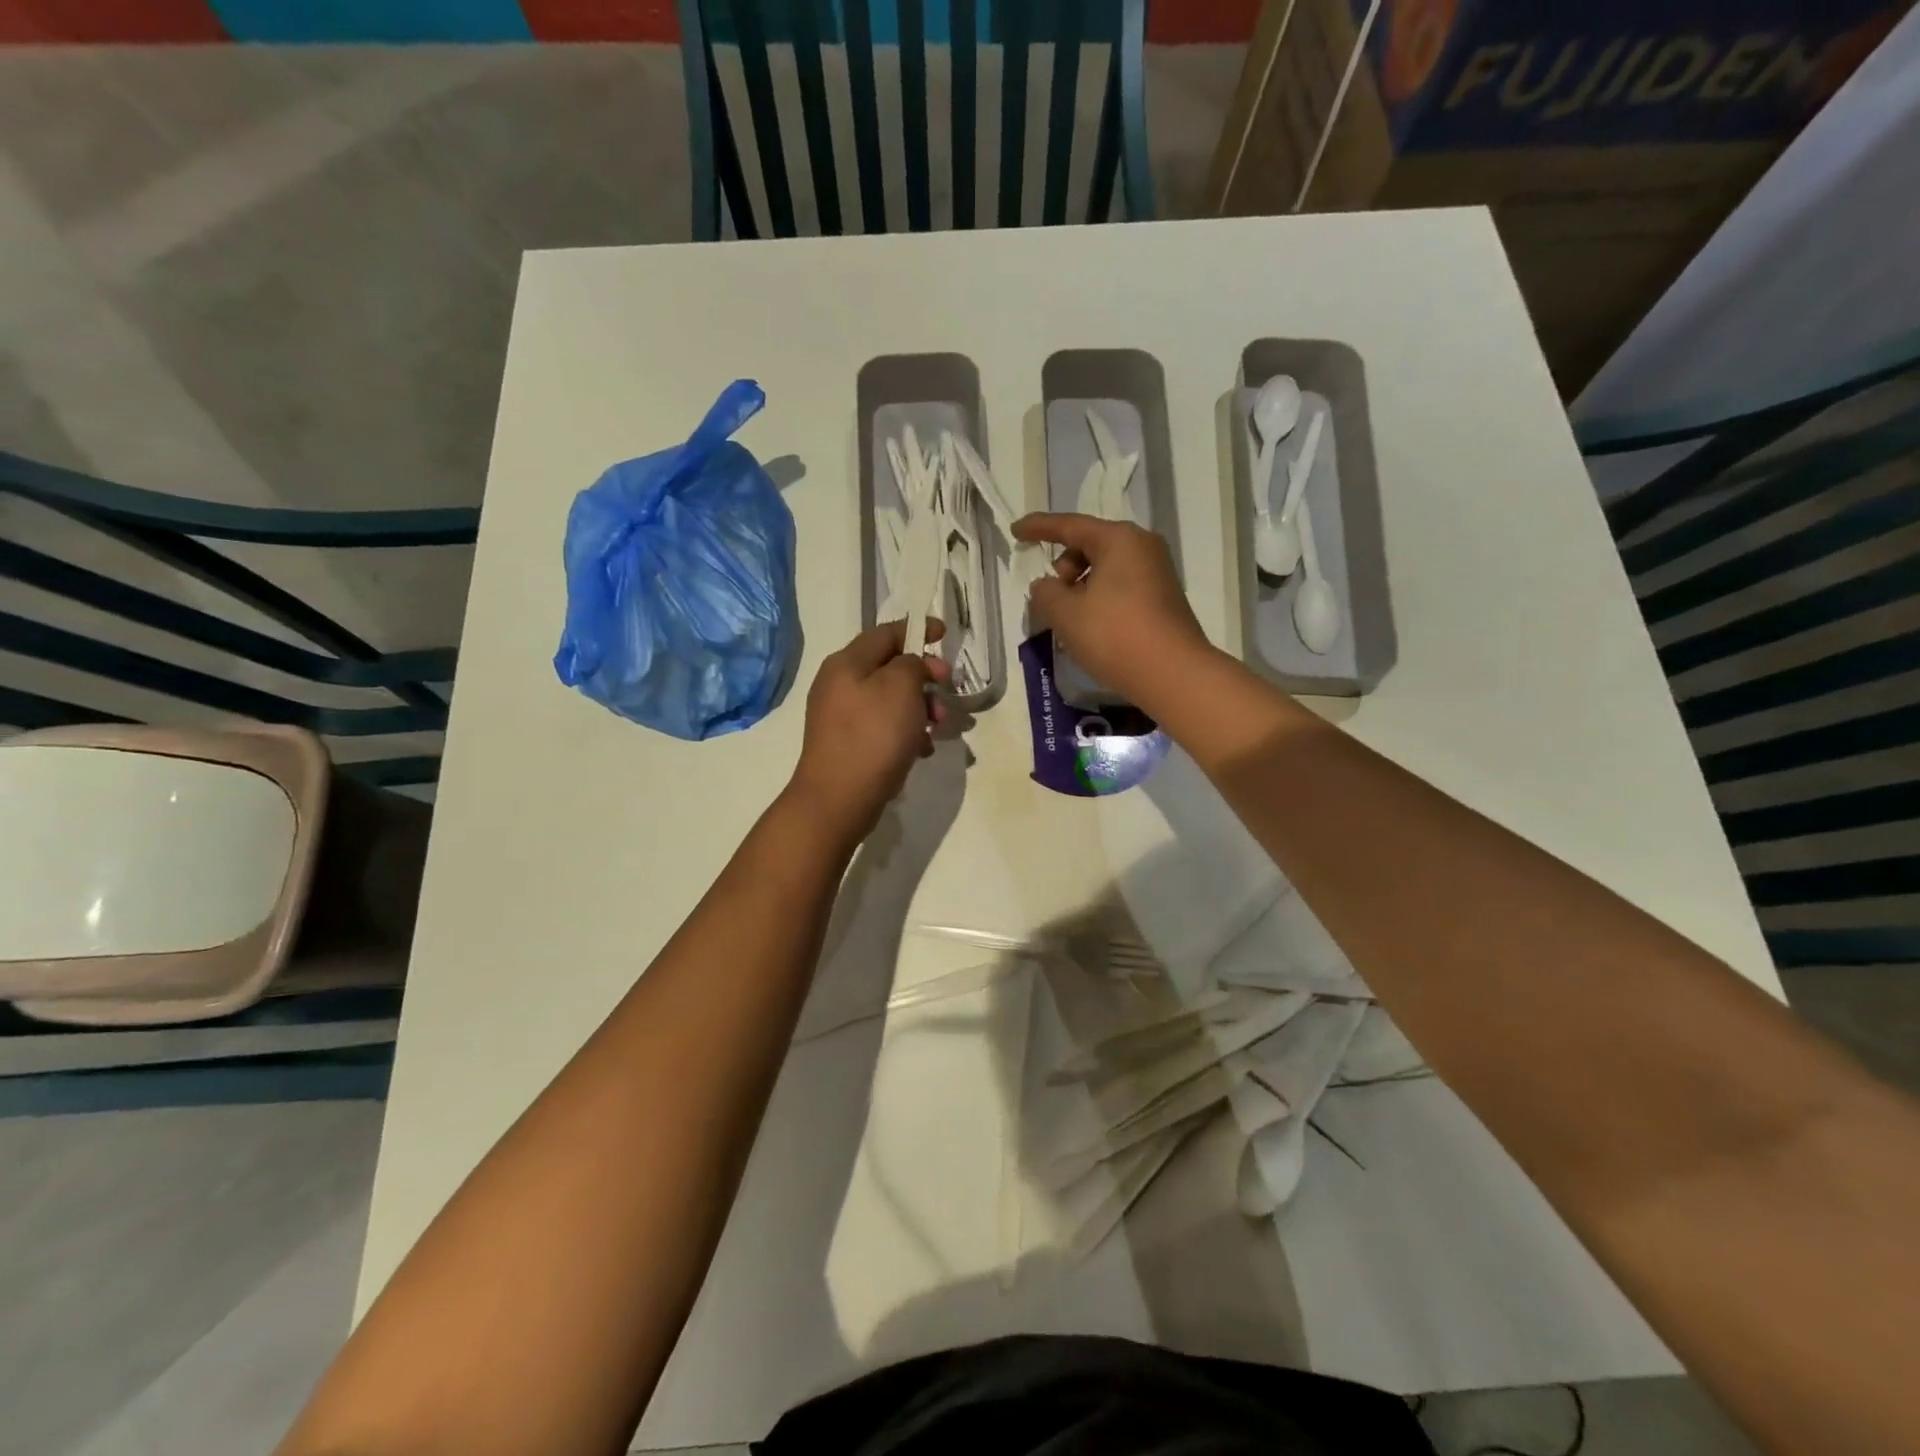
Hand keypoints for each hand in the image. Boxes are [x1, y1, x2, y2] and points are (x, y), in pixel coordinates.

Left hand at [787, 620, 950, 841]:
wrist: (839, 798)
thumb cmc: (873, 735)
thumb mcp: (900, 687)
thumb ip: (912, 664)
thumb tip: (913, 665)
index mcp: (847, 663)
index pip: (886, 633)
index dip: (917, 630)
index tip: (944, 635)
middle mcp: (839, 685)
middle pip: (890, 668)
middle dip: (924, 678)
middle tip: (947, 690)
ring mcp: (841, 717)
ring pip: (890, 701)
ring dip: (920, 708)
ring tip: (939, 727)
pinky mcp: (849, 745)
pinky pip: (884, 728)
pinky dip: (906, 733)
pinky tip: (921, 750)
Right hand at [1013, 513, 1211, 707]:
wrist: (1173, 675)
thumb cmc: (1114, 635)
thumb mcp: (1065, 613)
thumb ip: (1045, 593)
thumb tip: (1046, 586)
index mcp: (1119, 539)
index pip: (1069, 526)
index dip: (1038, 528)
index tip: (1016, 530)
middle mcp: (1142, 547)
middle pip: (1089, 547)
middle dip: (1063, 569)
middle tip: (1052, 602)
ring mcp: (1157, 573)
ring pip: (1104, 570)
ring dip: (1080, 589)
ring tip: (1070, 623)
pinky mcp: (1162, 599)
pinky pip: (1119, 588)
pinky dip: (1099, 601)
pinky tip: (1091, 630)